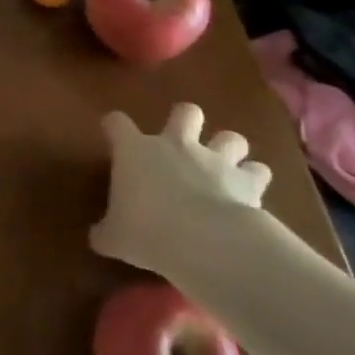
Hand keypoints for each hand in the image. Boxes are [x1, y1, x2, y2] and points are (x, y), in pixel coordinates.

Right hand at [89, 103, 271, 273]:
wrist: (203, 242)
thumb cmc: (147, 231)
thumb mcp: (114, 237)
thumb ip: (105, 232)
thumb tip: (97, 237)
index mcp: (135, 150)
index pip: (117, 123)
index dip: (114, 127)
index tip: (113, 136)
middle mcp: (176, 145)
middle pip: (186, 112)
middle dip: (186, 121)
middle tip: (182, 142)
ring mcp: (215, 159)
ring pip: (231, 137)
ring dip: (228, 150)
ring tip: (224, 168)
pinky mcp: (247, 181)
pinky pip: (257, 171)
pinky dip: (254, 179)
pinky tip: (250, 193)